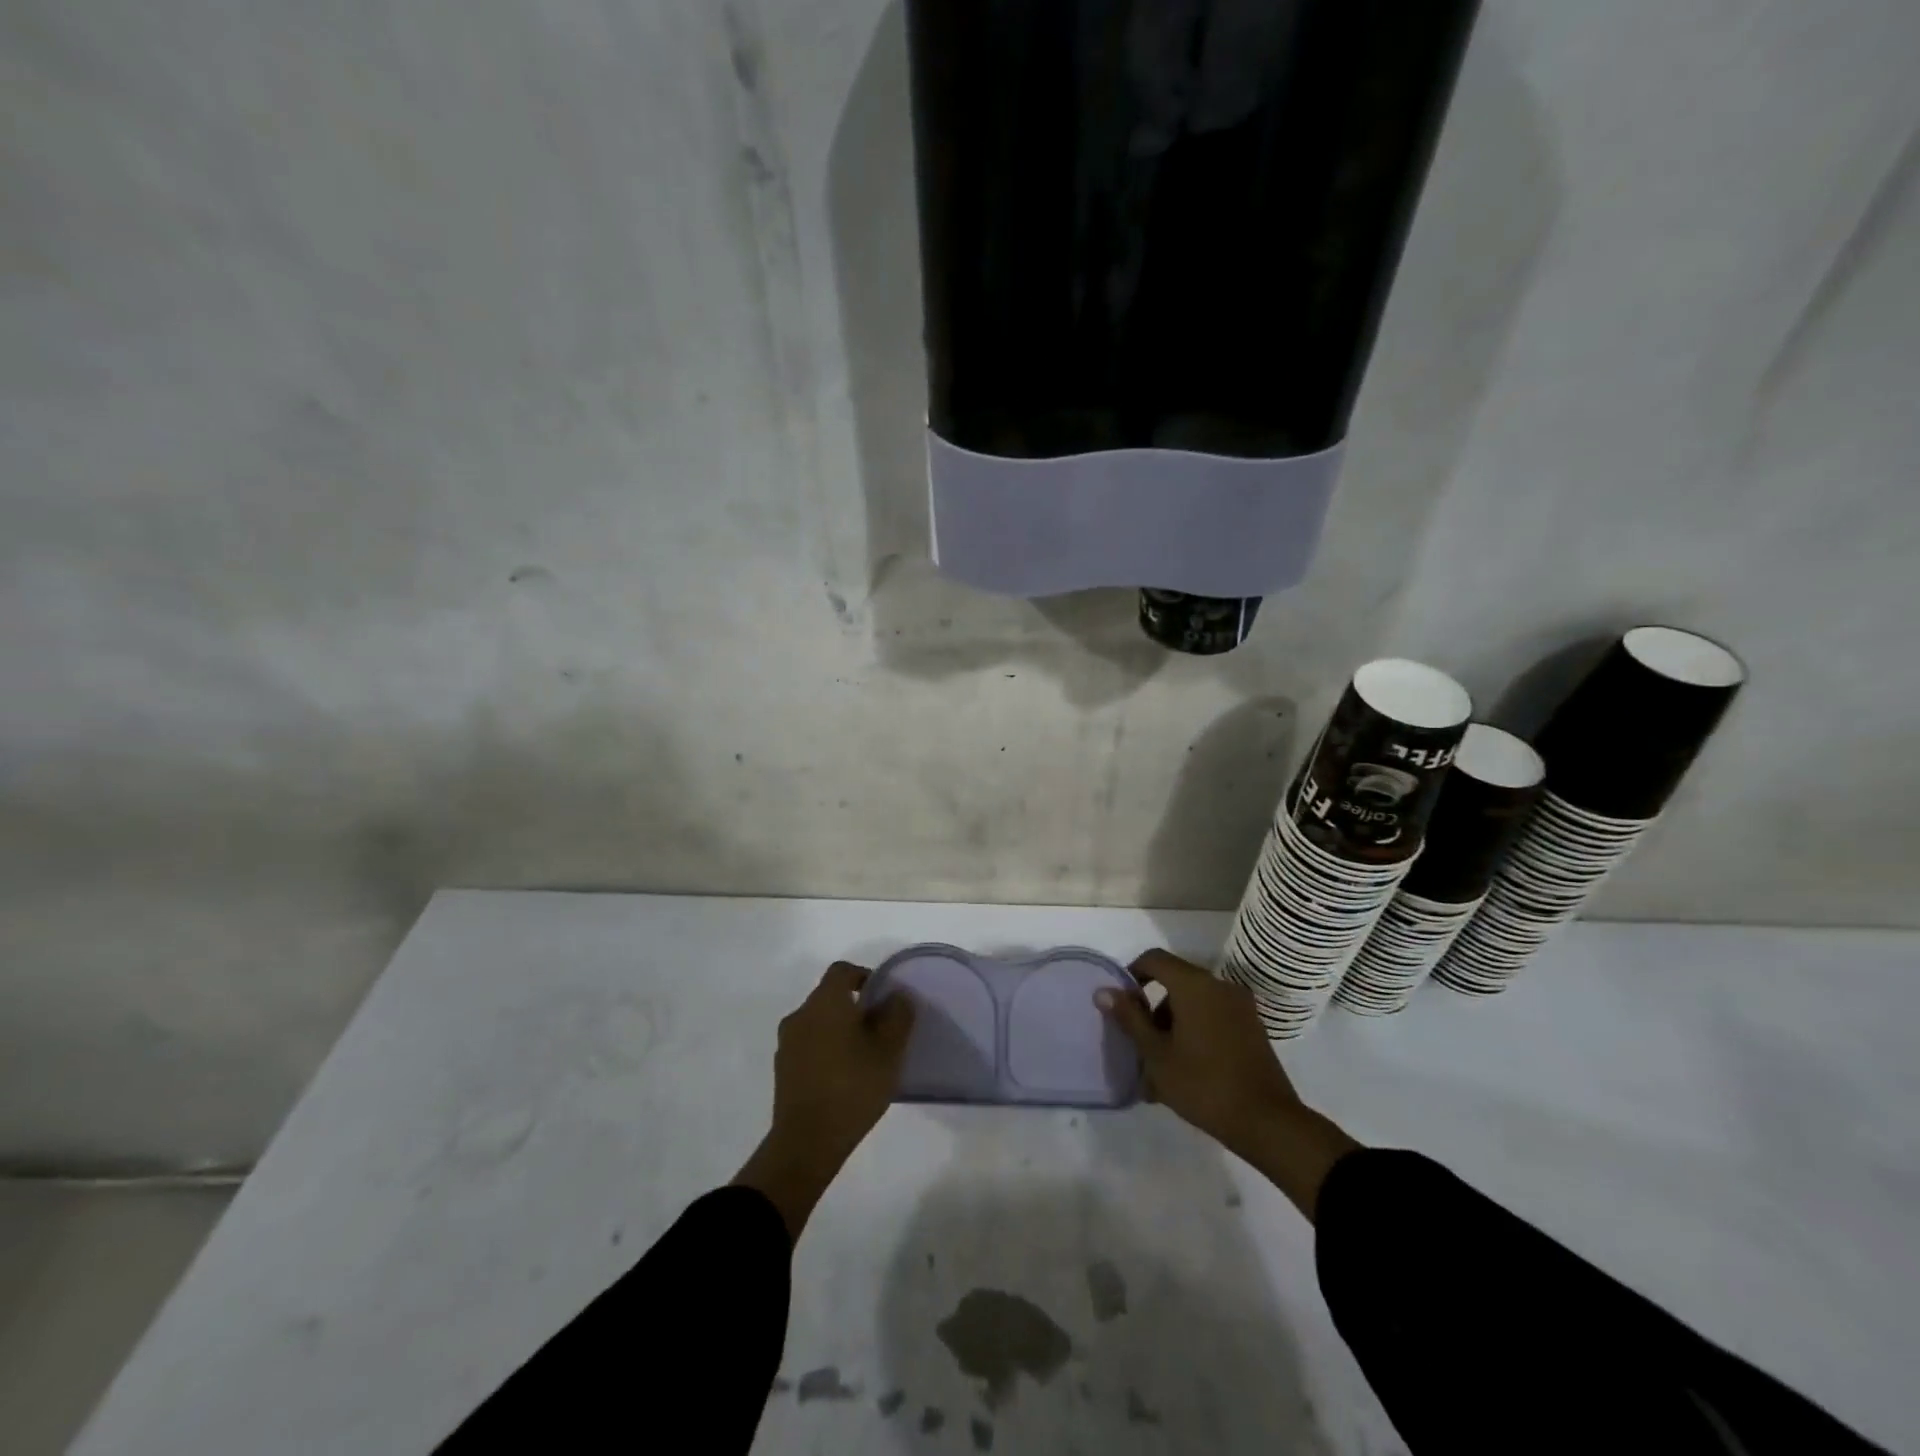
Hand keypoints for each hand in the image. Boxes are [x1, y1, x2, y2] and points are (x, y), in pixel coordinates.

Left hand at [733, 962, 914, 1238]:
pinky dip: (825, 1051)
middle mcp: (800, 1015)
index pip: (842, 971)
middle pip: (829, 997)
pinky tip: (843, 1077)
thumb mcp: (889, 1050)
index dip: (864, 976)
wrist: (806, 1143)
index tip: (883, 996)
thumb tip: (896, 996)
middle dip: (854, 1007)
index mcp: (825, 1002)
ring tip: (863, 1056)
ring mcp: (787, 1044)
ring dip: (839, 1030)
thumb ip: (897, 1016)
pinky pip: (808, 1047)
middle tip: (880, 1030)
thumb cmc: (852, 1087)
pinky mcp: (782, 1070)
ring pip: (818, 1023)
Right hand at [1097, 949, 1359, 1219]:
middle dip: (1152, 1010)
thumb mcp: (1156, 1054)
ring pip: (1194, 1004)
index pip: (1154, 959)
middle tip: (1139, 1045)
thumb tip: (1104, 991)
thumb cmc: (1203, 1084)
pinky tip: (1186, 1072)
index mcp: (1194, 985)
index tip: (1121, 1005)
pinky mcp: (1252, 1029)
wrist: (1267, 1122)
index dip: (1132, 974)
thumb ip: (1129, 1018)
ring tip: (1160, 1070)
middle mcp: (1219, 986)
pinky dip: (1194, 1034)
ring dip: (1172, 1026)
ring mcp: (1240, 1007)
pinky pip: (1213, 1019)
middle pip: (1175, 983)